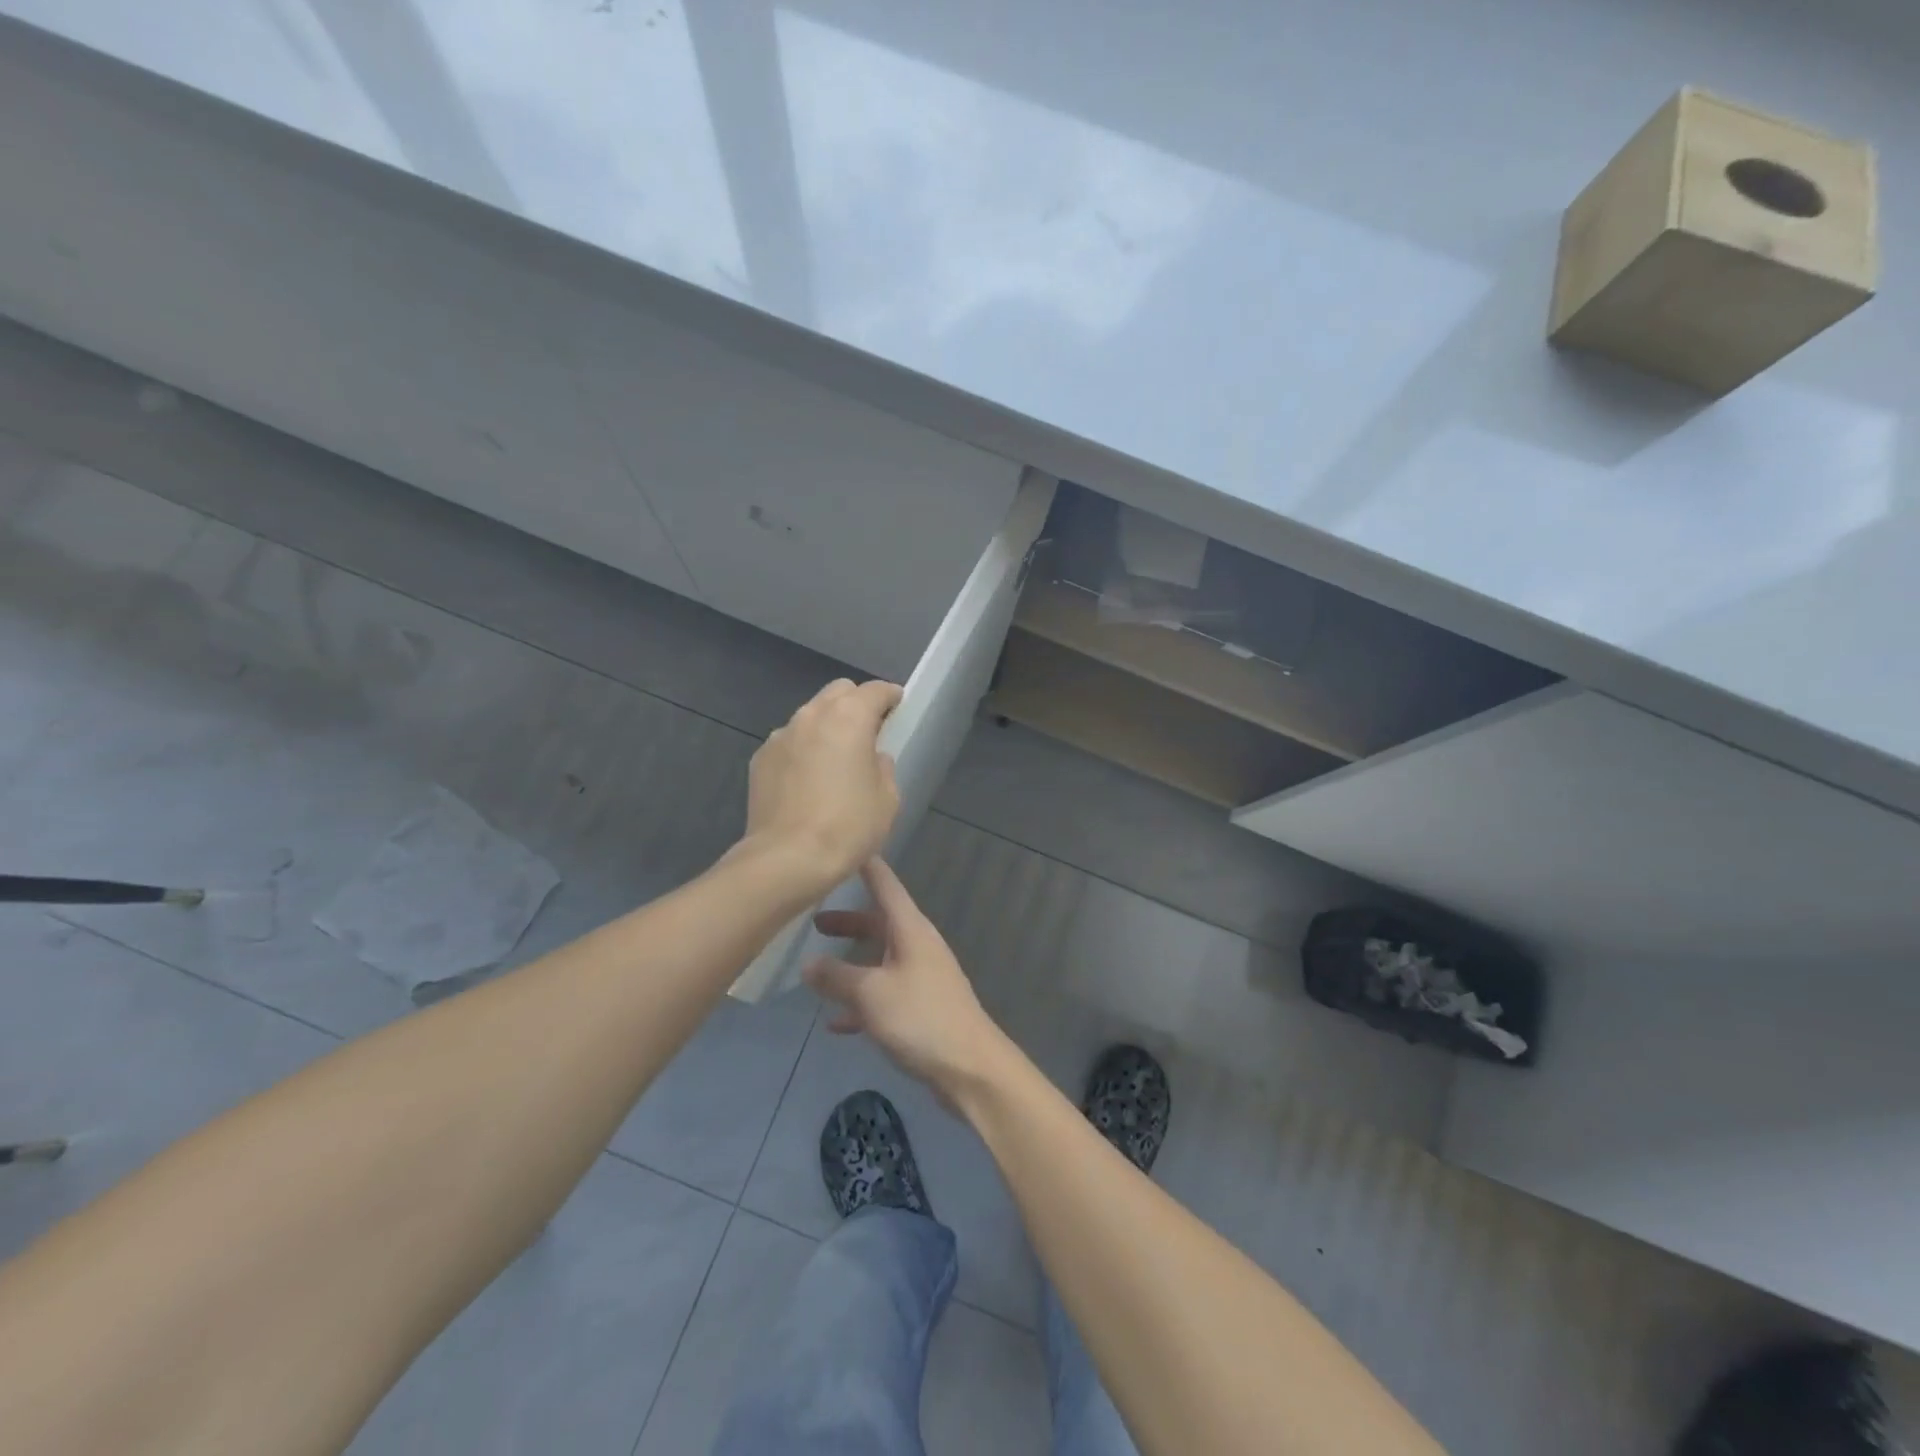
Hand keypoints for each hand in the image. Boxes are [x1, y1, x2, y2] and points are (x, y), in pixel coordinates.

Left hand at [743, 678, 902, 885]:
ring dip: (826, 726)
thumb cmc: (848, 827)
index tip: (898, 706)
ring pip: (810, 716)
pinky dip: (803, 749)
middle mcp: (811, 715)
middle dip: (855, 704)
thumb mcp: (887, 799)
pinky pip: (789, 742)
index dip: (889, 696)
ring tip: (835, 758)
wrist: (787, 859)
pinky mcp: (760, 759)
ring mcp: (780, 735)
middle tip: (868, 731)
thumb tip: (872, 758)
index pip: (874, 690)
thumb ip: (883, 767)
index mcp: (849, 717)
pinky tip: (808, 780)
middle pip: (838, 692)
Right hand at [804, 859, 1010, 1098]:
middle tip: (814, 922)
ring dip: (852, 963)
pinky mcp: (922, 1008)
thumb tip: (807, 963)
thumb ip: (836, 977)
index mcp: (910, 929)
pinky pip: (886, 994)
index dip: (865, 866)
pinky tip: (837, 1023)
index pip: (885, 884)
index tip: (845, 848)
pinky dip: (862, 1001)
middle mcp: (918, 945)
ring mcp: (922, 977)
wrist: (970, 1067)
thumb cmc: (920, 1018)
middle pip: (879, 923)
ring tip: (818, 970)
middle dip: (848, 922)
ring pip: (880, 959)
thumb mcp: (870, 994)